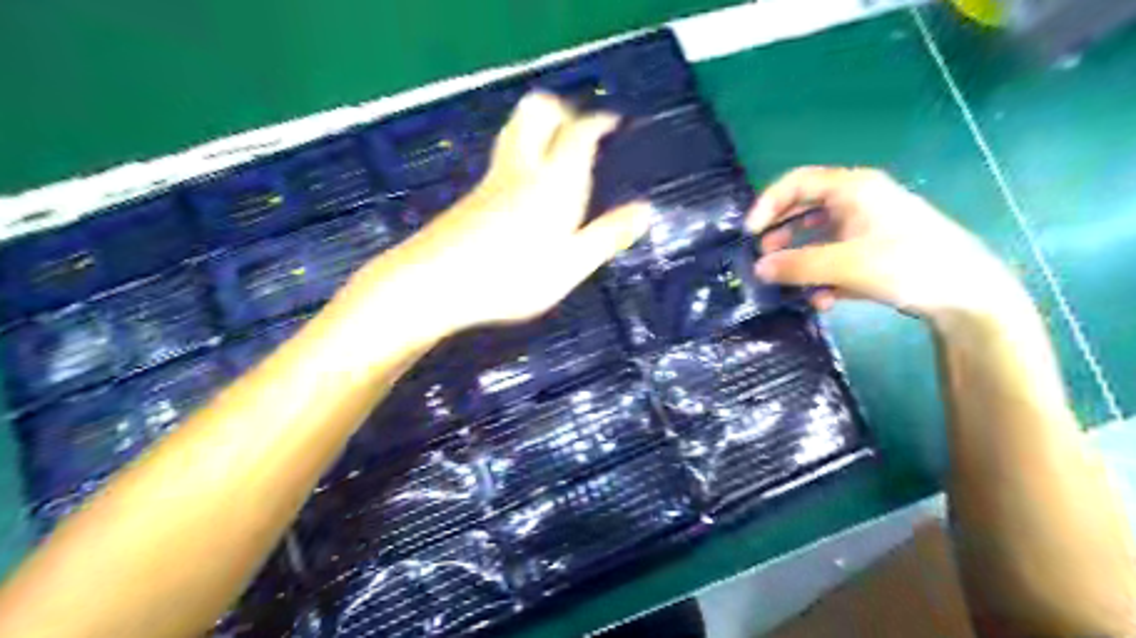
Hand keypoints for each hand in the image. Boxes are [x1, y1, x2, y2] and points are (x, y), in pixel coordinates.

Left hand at [390, 93, 646, 335]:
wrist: (434, 283)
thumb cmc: (511, 276)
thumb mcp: (571, 265)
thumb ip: (607, 236)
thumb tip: (646, 211)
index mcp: (553, 181)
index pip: (579, 132)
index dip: (598, 122)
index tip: (613, 123)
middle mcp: (522, 168)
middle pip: (537, 111)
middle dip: (561, 110)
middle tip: (580, 130)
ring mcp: (492, 180)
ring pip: (515, 132)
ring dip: (539, 129)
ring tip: (559, 153)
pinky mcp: (473, 197)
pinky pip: (504, 158)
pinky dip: (523, 154)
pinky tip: (528, 188)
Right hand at [747, 166, 1030, 319]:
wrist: (968, 294)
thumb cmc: (907, 265)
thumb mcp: (845, 265)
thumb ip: (797, 265)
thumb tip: (758, 268)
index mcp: (853, 189)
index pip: (797, 182)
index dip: (767, 204)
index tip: (750, 233)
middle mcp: (859, 201)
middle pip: (805, 208)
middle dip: (781, 233)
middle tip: (762, 256)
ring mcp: (869, 227)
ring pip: (820, 236)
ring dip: (800, 258)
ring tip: (785, 281)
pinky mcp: (876, 251)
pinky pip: (837, 256)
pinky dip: (824, 274)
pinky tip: (822, 299)